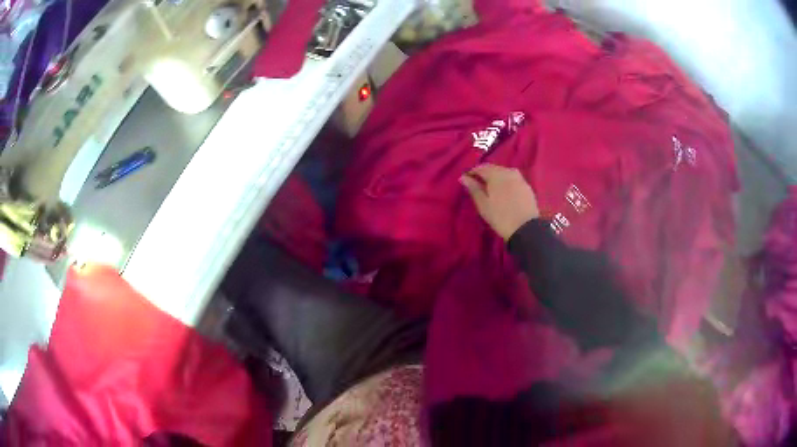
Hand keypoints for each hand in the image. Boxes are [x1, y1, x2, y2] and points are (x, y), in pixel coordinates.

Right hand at [460, 164, 539, 240]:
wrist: (525, 228)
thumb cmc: (500, 217)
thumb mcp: (483, 204)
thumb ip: (473, 188)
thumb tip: (463, 177)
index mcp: (496, 175)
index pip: (480, 168)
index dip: (472, 172)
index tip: (466, 180)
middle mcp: (508, 172)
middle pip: (493, 168)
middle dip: (484, 173)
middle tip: (478, 184)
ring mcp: (519, 178)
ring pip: (504, 172)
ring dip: (496, 177)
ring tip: (490, 188)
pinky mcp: (526, 186)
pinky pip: (513, 178)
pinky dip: (506, 181)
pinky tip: (504, 190)